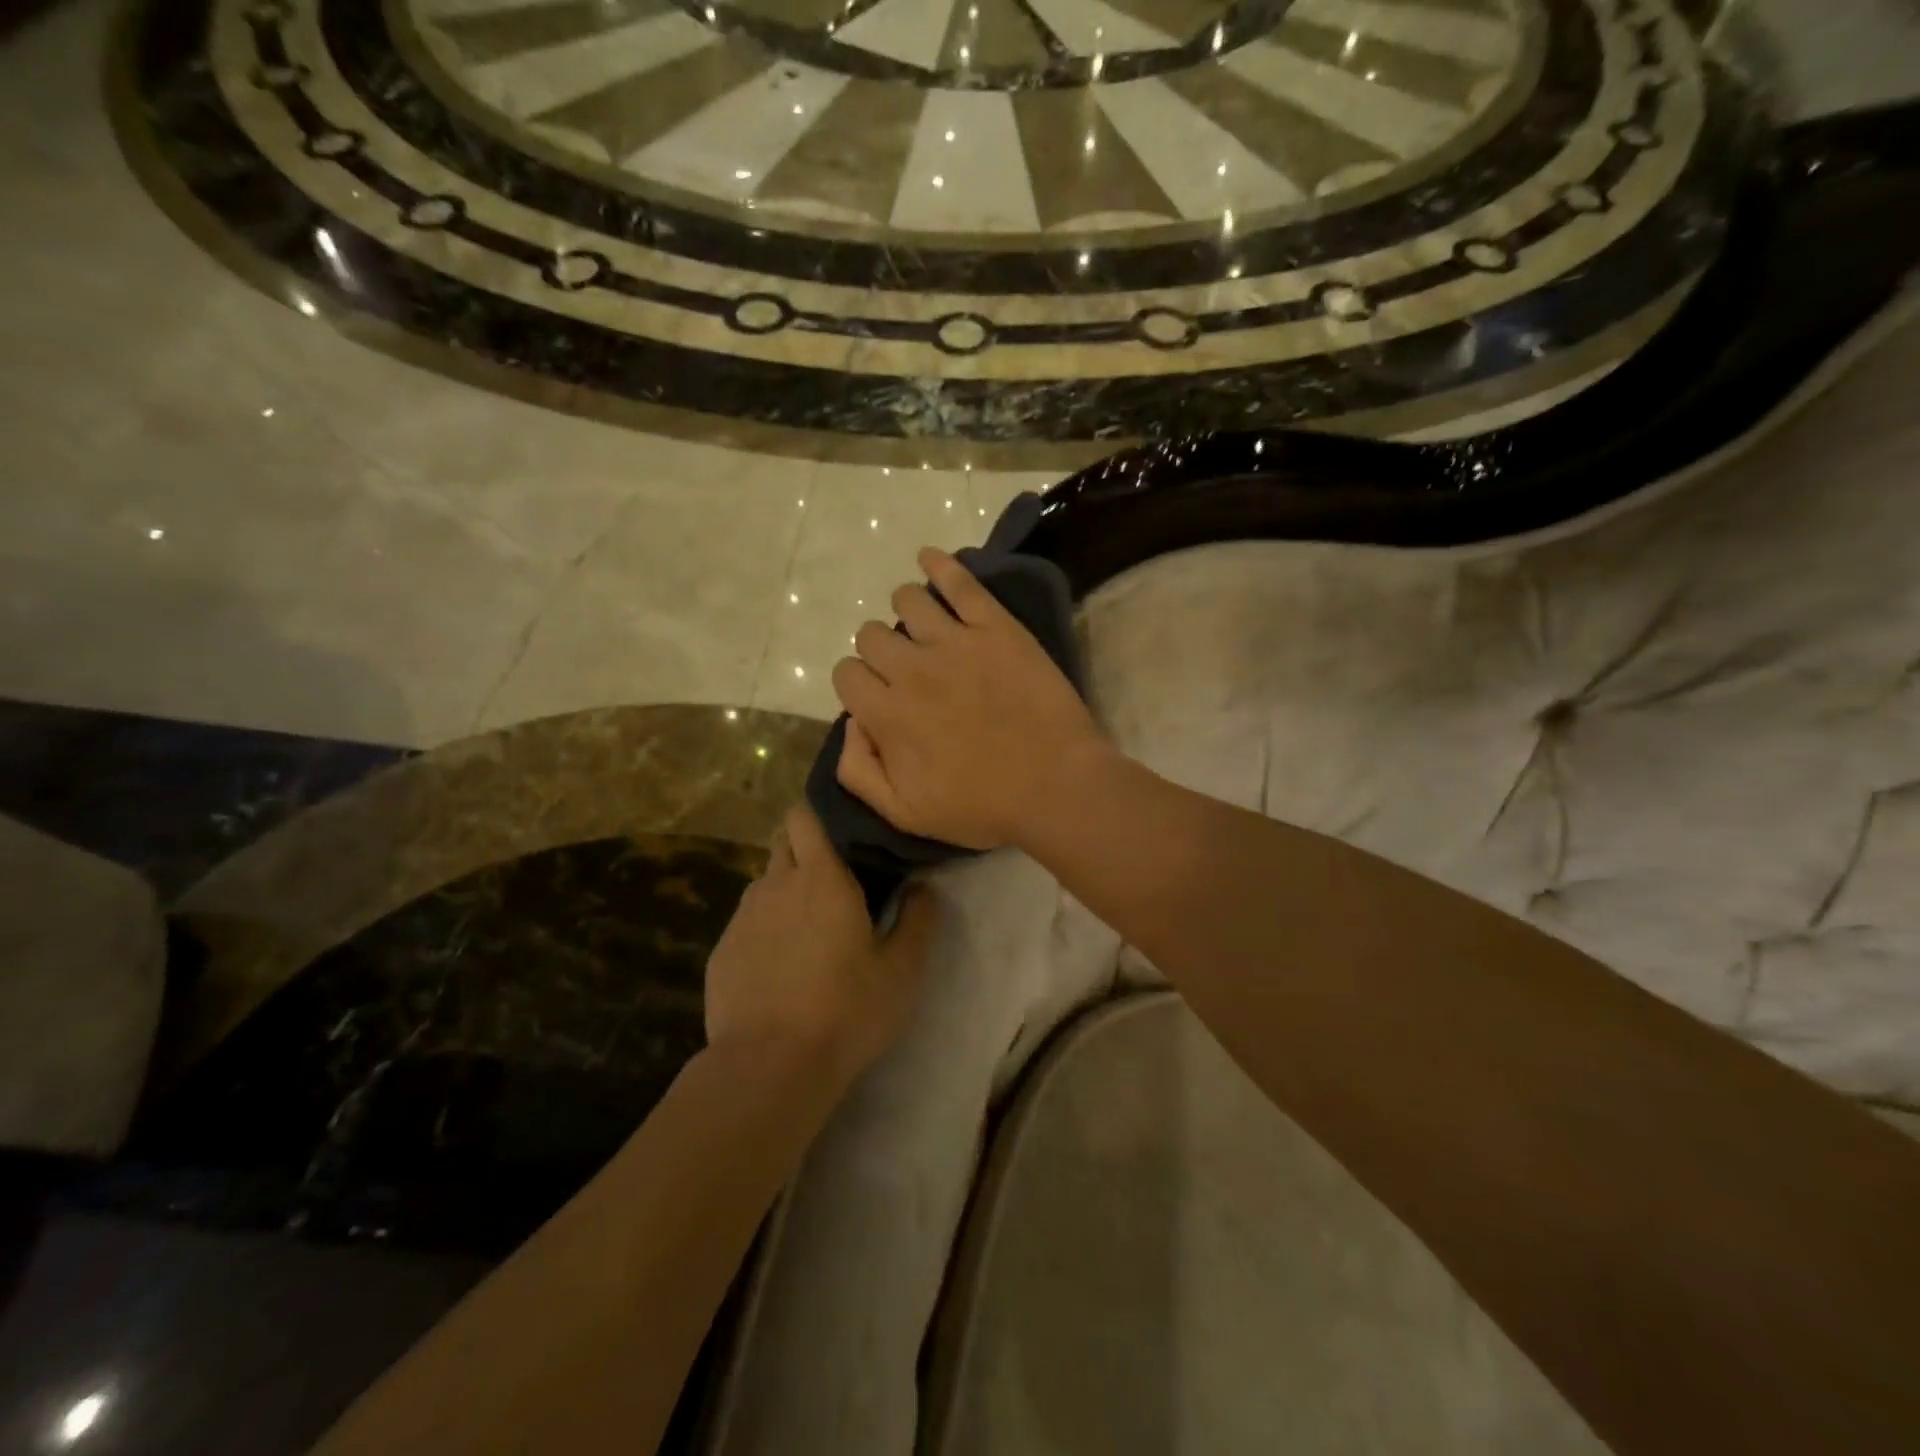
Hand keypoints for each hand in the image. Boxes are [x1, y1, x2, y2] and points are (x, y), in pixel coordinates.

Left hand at [704, 802, 937, 1088]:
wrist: (770, 1066)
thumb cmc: (847, 1010)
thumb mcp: (902, 970)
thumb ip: (918, 920)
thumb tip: (923, 886)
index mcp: (821, 877)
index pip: (805, 815)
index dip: (819, 814)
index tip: (842, 830)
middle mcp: (775, 884)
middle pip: (784, 843)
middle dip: (805, 848)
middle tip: (834, 880)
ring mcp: (742, 917)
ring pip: (765, 883)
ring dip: (786, 891)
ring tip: (809, 928)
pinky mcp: (722, 951)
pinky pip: (747, 922)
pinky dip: (765, 929)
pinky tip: (781, 966)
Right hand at [831, 548, 1105, 850]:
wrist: (1057, 787)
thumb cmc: (984, 807)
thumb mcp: (906, 815)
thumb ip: (860, 772)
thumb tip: (851, 725)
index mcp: (888, 714)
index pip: (846, 674)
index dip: (858, 685)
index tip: (879, 698)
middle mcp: (912, 669)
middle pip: (871, 634)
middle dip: (879, 651)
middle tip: (907, 670)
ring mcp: (955, 642)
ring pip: (907, 601)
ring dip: (905, 610)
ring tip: (923, 626)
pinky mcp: (995, 628)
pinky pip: (960, 582)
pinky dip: (939, 564)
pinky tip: (930, 559)